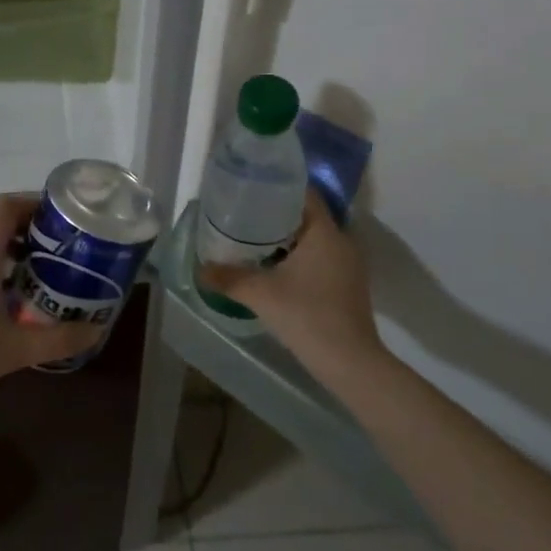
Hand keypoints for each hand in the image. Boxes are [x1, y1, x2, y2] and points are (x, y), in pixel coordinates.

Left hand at [0, 197, 102, 410]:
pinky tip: (9, 299)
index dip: (37, 205)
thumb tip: (96, 330)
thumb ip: (58, 339)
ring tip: (43, 273)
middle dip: (31, 230)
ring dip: (12, 249)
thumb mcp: (14, 349)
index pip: (8, 206)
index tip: (67, 222)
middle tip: (64, 250)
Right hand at [198, 192, 383, 374]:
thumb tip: (200, 268)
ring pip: (313, 238)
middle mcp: (341, 241)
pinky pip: (319, 256)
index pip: (304, 193)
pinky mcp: (347, 284)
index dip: (278, 186)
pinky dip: (297, 255)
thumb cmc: (307, 316)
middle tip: (243, 213)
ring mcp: (347, 264)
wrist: (350, 363)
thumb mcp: (260, 294)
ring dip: (286, 236)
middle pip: (306, 214)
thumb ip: (228, 277)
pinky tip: (273, 266)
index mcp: (324, 232)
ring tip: (252, 238)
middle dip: (276, 212)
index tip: (251, 187)